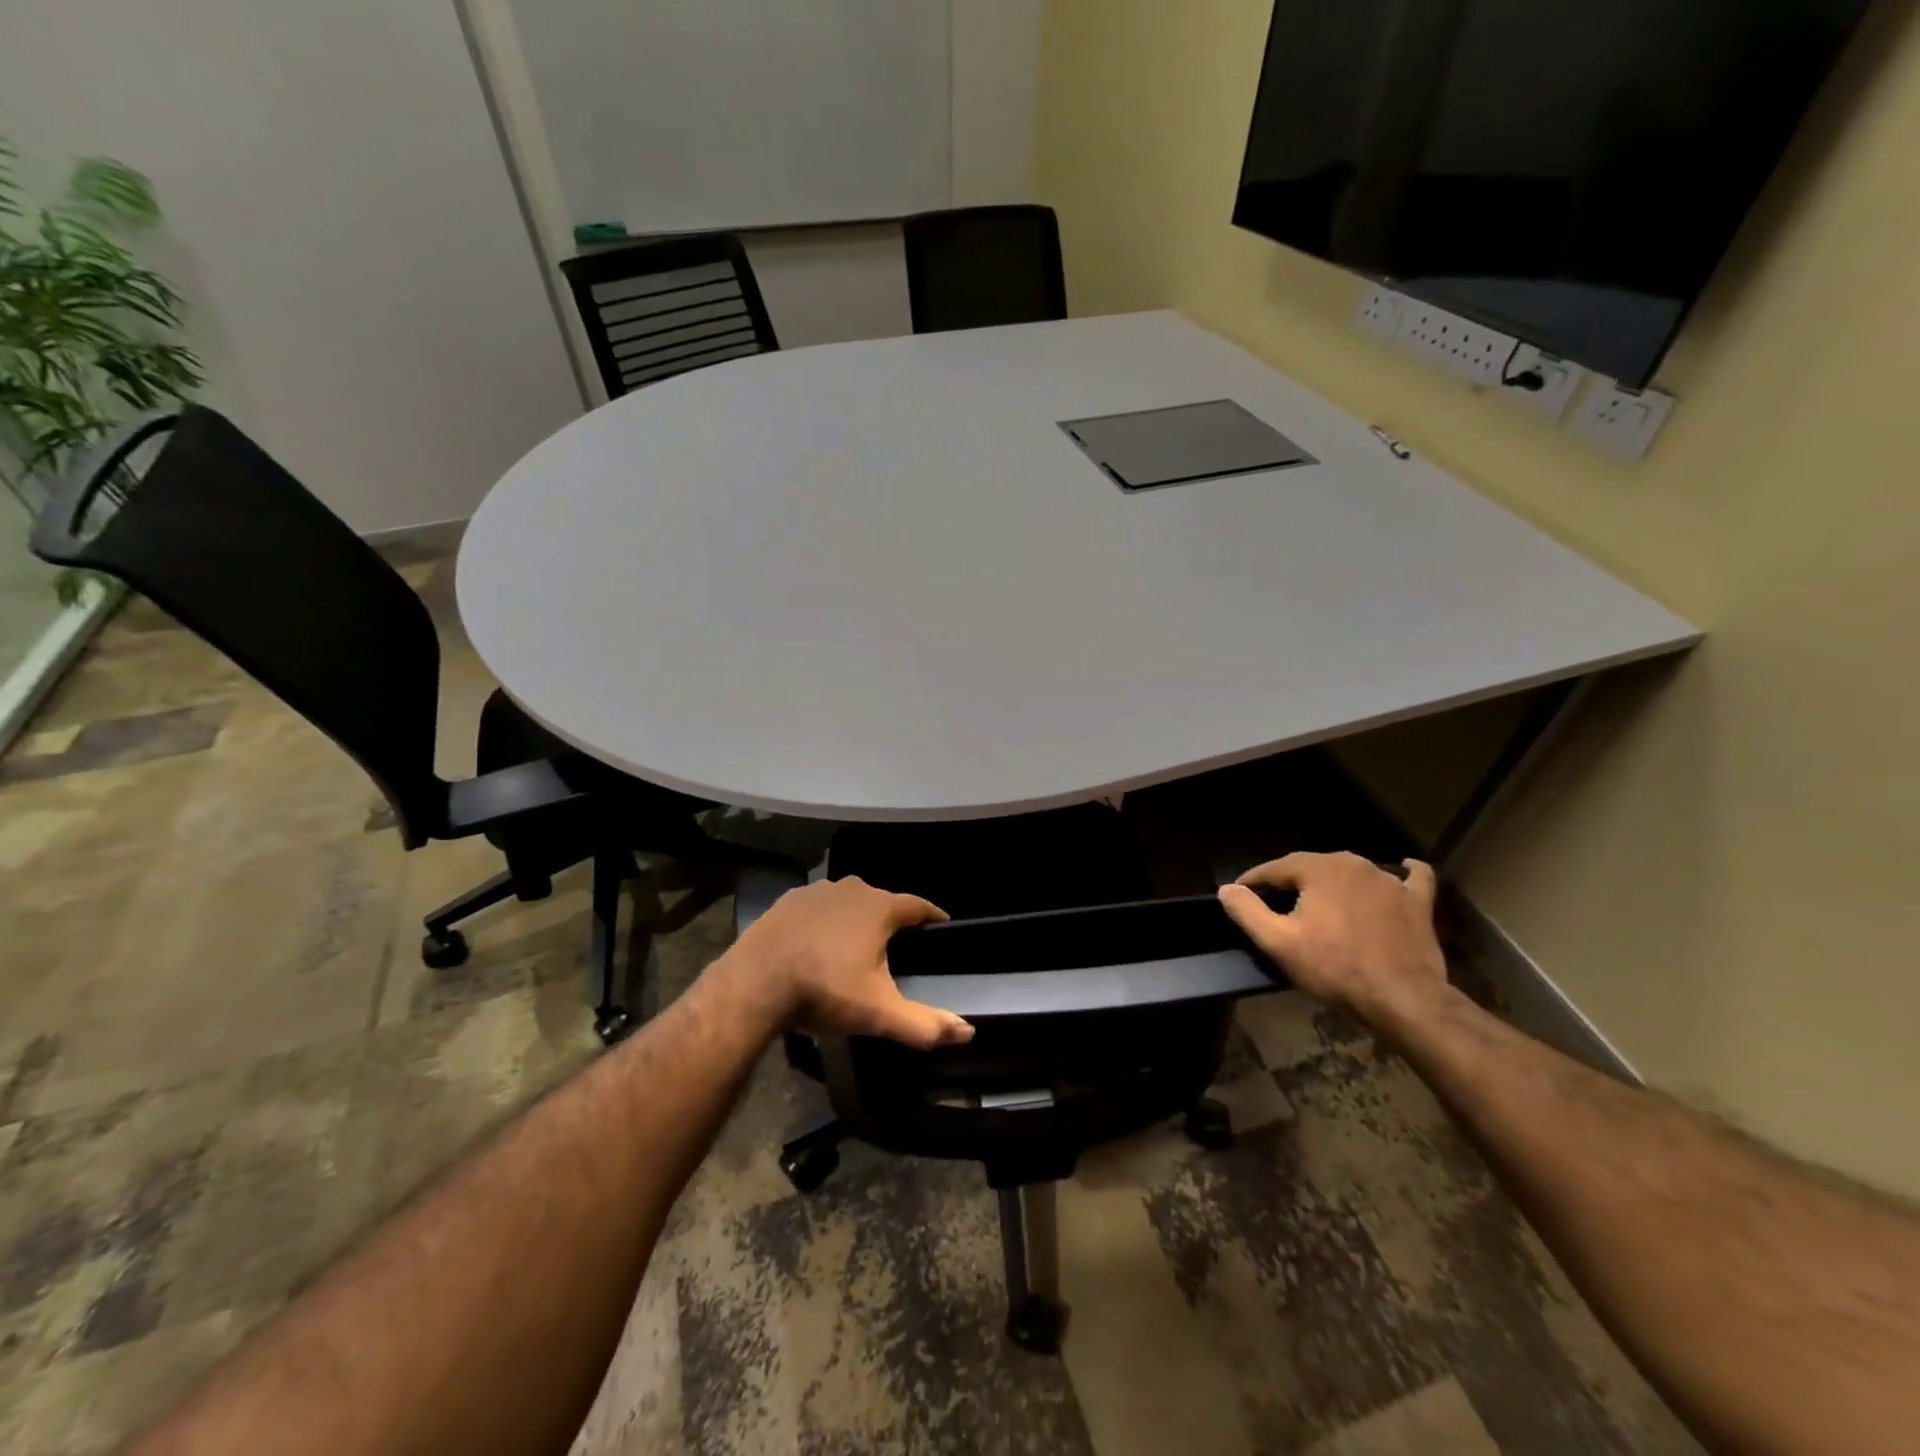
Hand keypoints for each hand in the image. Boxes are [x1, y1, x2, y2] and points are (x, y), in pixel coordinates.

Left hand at [726, 877, 975, 1049]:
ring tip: (857, 947)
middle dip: (892, 921)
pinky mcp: (787, 901)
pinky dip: (825, 921)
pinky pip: (818, 908)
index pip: (918, 905)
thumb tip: (968, 1032)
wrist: (754, 984)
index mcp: (880, 908)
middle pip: (882, 901)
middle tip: (897, 947)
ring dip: (856, 919)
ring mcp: (816, 891)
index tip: (942, 927)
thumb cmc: (824, 991)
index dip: (933, 916)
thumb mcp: (878, 1013)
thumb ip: (924, 1024)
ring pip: (848, 902)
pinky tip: (818, 944)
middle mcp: (852, 888)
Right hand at [1218, 853, 1449, 1036]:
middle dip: (1291, 883)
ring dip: (1332, 884)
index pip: (1274, 868)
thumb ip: (1247, 911)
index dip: (1253, 882)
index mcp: (1319, 868)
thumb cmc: (1334, 969)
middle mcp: (1355, 863)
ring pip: (1350, 873)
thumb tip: (1227, 889)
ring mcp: (1390, 881)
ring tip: (1320, 906)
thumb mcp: (1278, 943)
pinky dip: (1402, 874)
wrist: (1403, 1000)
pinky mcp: (1417, 902)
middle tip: (1276, 907)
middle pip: (1311, 868)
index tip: (1239, 896)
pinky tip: (1399, 871)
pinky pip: (1409, 878)